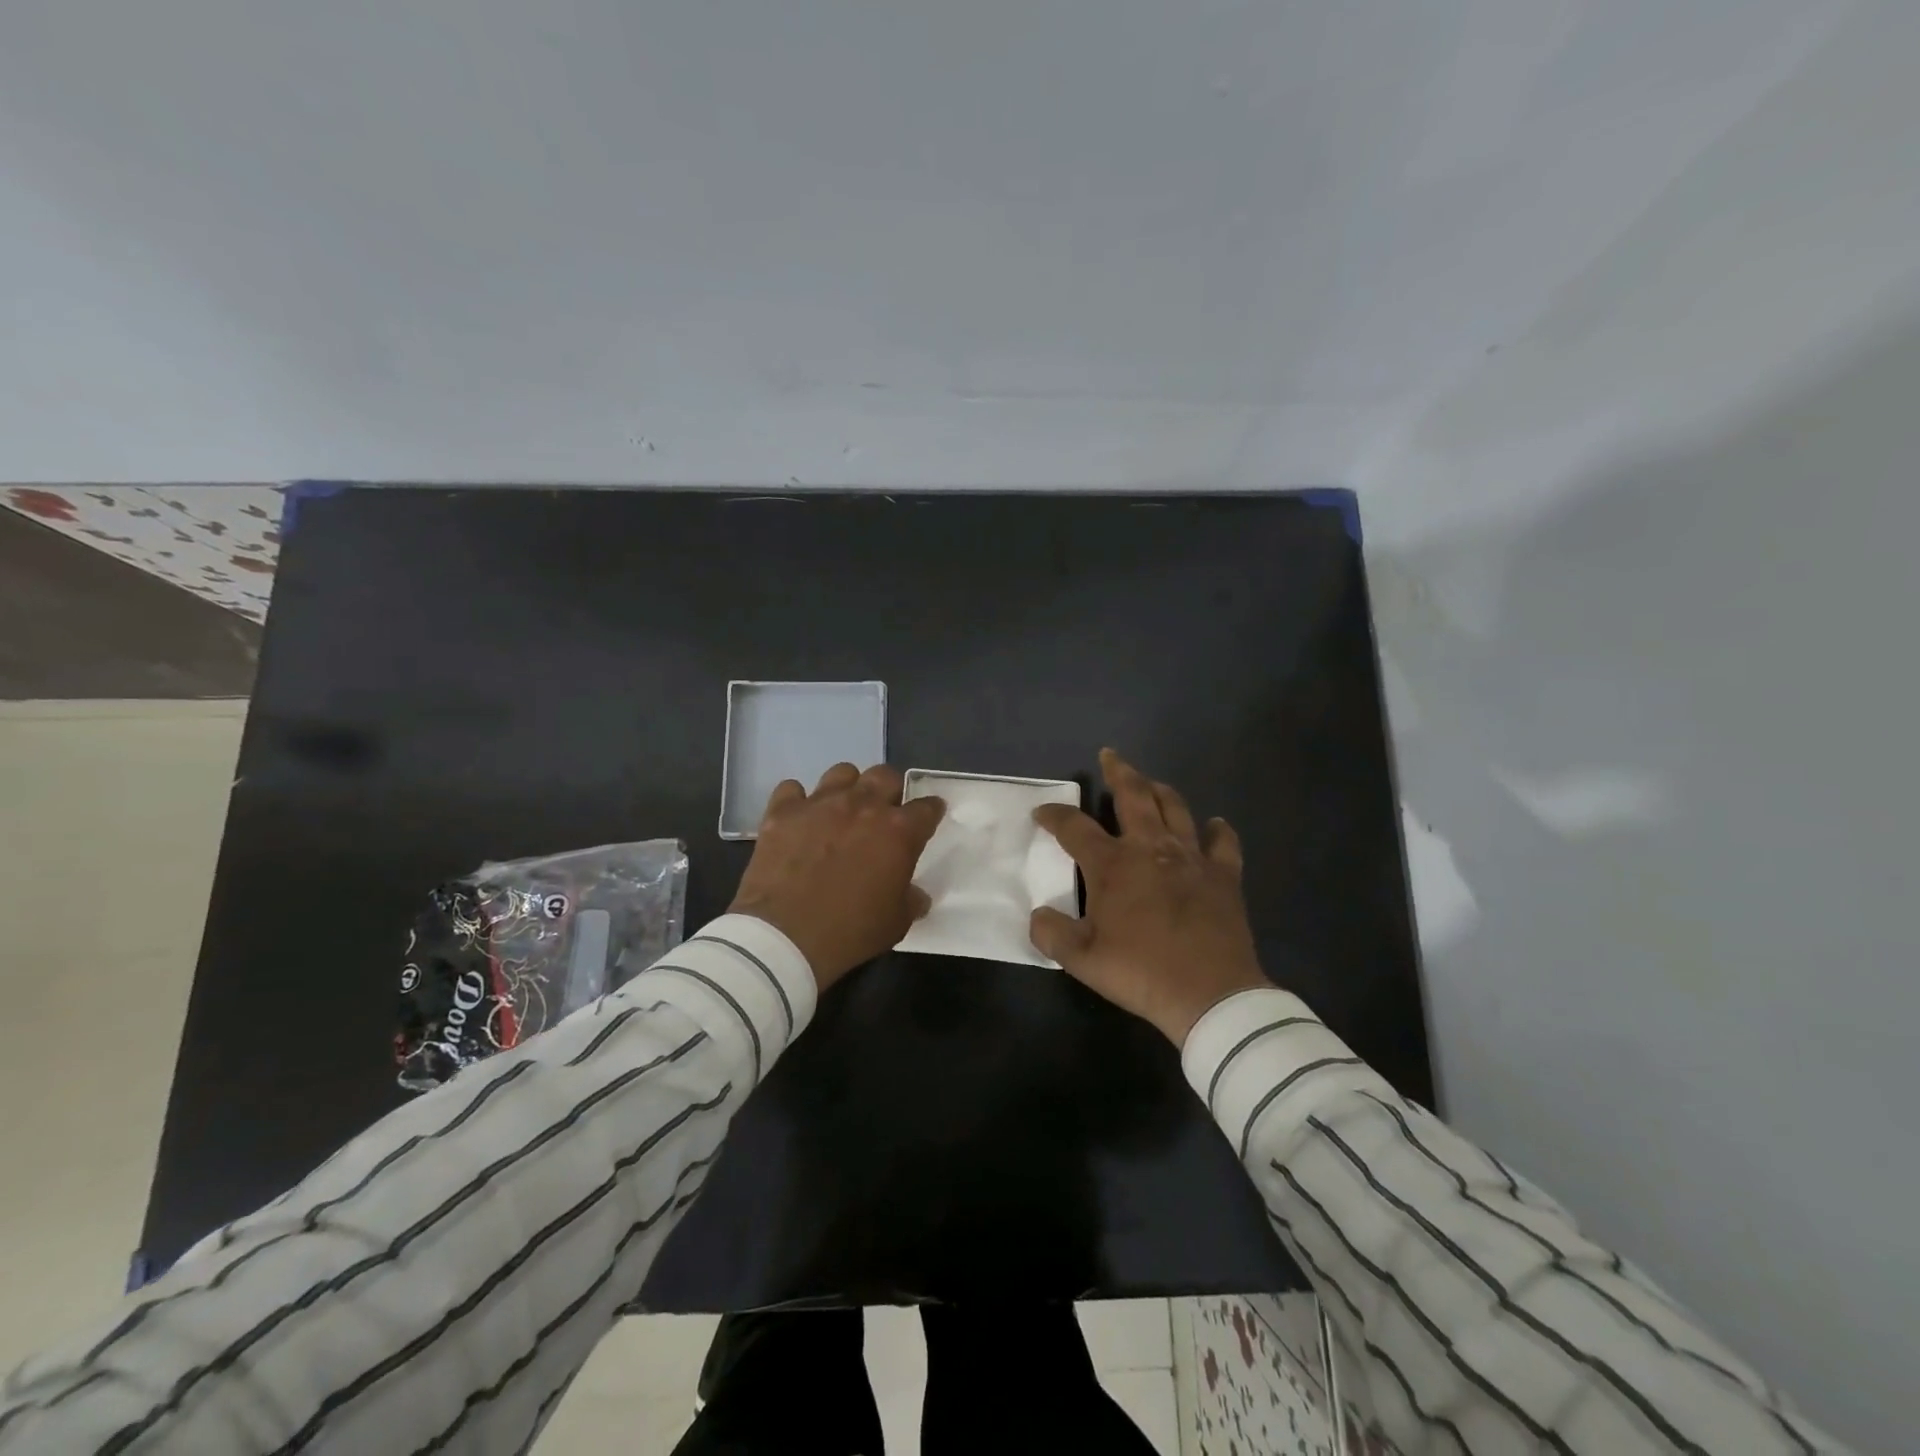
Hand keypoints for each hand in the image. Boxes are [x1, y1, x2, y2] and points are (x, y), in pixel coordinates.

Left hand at [729, 763, 945, 990]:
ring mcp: (820, 804)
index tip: (929, 815)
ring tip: (842, 810)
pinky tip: (799, 818)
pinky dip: (798, 801)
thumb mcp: (895, 923)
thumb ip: (910, 900)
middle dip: (889, 790)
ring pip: (842, 772)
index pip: (926, 808)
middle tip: (883, 812)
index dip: (930, 811)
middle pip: (885, 776)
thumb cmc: (850, 932)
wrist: (785, 937)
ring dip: (848, 788)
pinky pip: (792, 789)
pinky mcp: (783, 811)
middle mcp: (862, 806)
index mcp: (898, 831)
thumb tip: (917, 895)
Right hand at [1030, 748, 1267, 1044]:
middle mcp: (1150, 848)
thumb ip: (1051, 933)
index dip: (1054, 816)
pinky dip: (1217, 830)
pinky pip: (1222, 843)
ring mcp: (1191, 858)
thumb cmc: (1140, 972)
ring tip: (1151, 783)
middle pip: (1133, 796)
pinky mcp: (1223, 875)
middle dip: (1119, 772)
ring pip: (1175, 808)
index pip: (1074, 827)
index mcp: (1112, 865)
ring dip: (1160, 790)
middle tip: (1110, 756)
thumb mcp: (1081, 959)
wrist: (1209, 994)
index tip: (1042, 812)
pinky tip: (1214, 824)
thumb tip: (1038, 915)